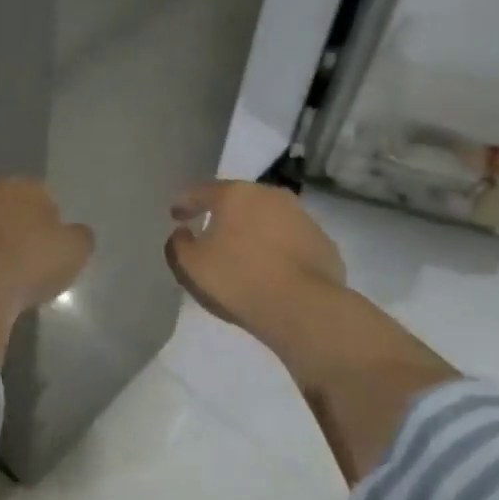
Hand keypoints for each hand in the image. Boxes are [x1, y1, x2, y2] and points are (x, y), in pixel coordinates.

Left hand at [0, 179, 94, 311]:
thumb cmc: (30, 263)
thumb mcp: (75, 252)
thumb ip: (77, 238)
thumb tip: (74, 234)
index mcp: (24, 188)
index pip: (41, 196)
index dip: (48, 223)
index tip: (51, 249)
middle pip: (4, 209)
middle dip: (12, 230)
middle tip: (23, 264)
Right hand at [165, 181, 347, 360]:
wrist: (303, 307)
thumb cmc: (238, 279)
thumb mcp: (191, 266)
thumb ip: (178, 244)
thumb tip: (182, 232)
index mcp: (236, 194)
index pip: (202, 191)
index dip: (185, 203)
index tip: (176, 215)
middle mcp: (270, 195)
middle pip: (239, 200)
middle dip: (223, 213)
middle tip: (210, 230)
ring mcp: (302, 217)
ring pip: (268, 218)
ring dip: (254, 230)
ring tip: (243, 252)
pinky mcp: (323, 242)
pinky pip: (290, 240)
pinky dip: (278, 248)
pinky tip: (272, 268)